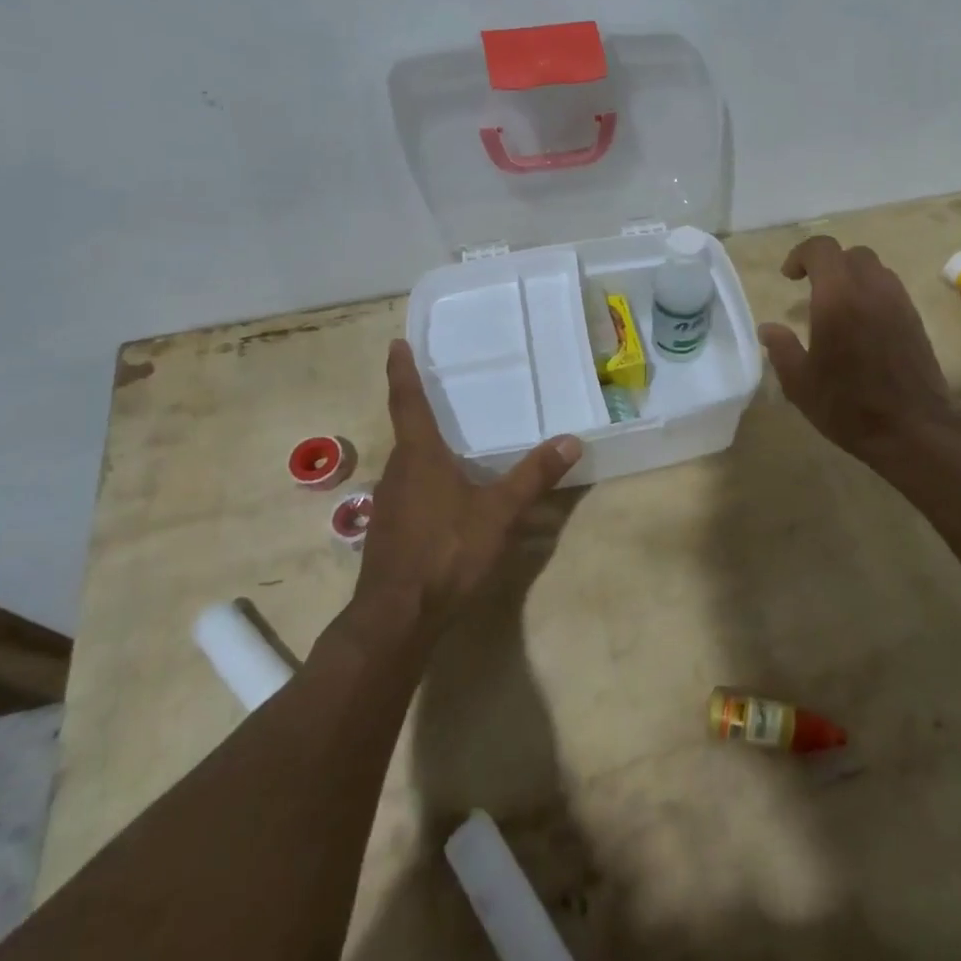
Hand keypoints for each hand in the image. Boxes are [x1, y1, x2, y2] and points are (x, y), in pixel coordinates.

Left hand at [341, 340, 580, 644]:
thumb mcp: (499, 511)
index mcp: (420, 456)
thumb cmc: (447, 551)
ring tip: (453, 448)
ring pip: (409, 466)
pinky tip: (448, 500)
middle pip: (408, 433)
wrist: (397, 617)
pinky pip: (409, 492)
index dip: (403, 372)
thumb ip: (534, 475)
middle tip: (443, 396)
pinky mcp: (388, 532)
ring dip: (426, 452)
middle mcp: (397, 472)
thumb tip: (571, 440)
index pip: (408, 402)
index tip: (396, 344)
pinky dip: (427, 483)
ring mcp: (388, 505)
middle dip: (422, 413)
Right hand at [758, 236, 960, 467]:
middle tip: (812, 289)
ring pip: (874, 269)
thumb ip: (781, 349)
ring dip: (852, 277)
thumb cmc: (849, 406)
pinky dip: (871, 294)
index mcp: (838, 297)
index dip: (800, 255)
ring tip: (837, 307)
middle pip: (850, 254)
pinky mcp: (915, 319)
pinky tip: (861, 325)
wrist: (914, 428)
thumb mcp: (800, 383)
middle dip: (828, 264)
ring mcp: (898, 302)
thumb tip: (769, 329)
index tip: (789, 277)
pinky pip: (890, 289)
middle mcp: (871, 289)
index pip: (821, 249)